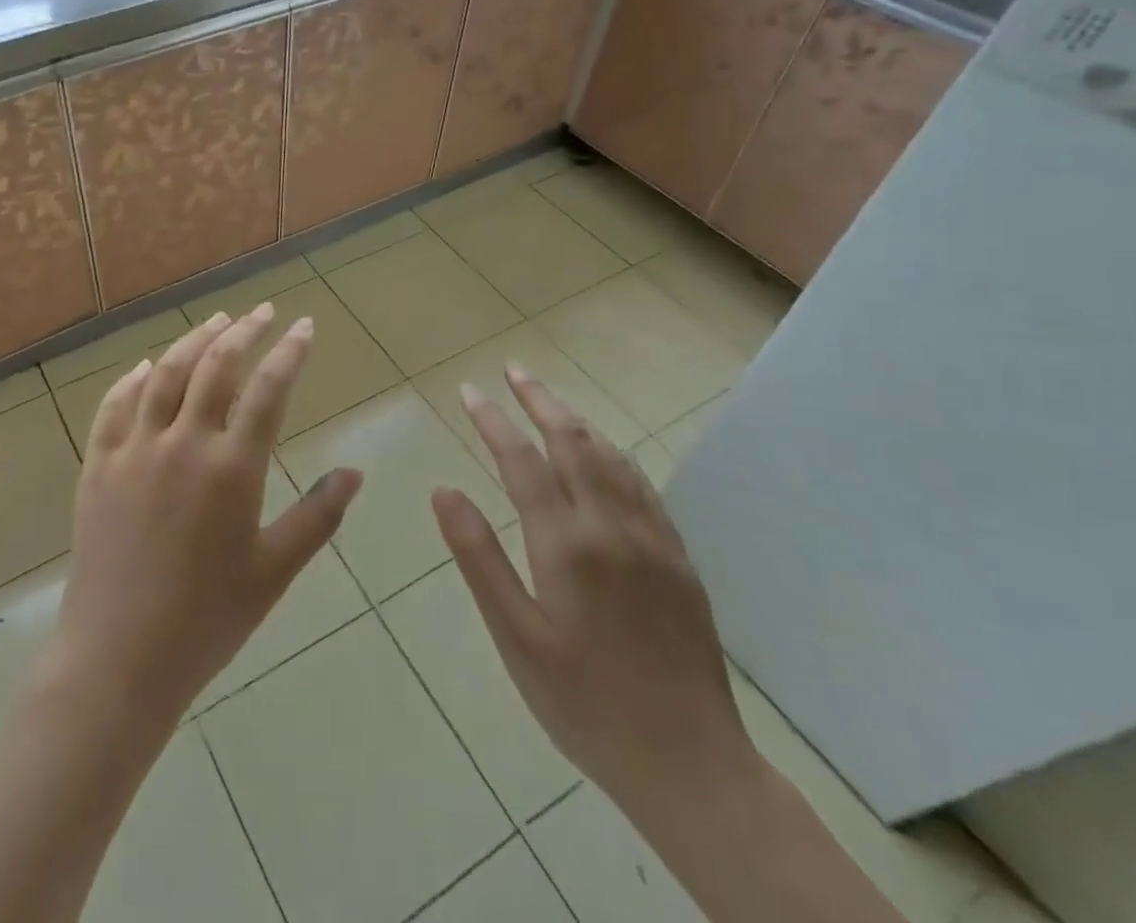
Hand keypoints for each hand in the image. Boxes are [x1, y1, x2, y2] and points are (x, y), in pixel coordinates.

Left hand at [47, 303, 363, 729]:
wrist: (119, 658)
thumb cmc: (208, 620)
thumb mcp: (274, 571)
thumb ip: (318, 516)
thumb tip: (355, 471)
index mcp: (231, 469)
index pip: (268, 390)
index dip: (289, 352)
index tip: (303, 325)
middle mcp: (182, 444)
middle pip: (215, 367)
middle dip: (244, 331)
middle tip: (263, 311)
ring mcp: (134, 450)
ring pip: (165, 374)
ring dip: (193, 340)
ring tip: (216, 322)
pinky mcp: (98, 464)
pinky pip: (115, 405)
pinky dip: (135, 378)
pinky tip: (148, 366)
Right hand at [432, 367, 754, 819]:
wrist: (691, 765)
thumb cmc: (584, 703)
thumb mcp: (515, 638)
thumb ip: (479, 558)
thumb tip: (444, 490)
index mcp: (567, 545)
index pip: (521, 461)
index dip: (493, 420)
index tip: (469, 391)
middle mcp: (612, 528)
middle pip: (572, 442)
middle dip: (539, 400)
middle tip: (513, 371)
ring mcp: (652, 540)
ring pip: (611, 457)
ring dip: (576, 419)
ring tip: (548, 398)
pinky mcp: (678, 559)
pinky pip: (642, 485)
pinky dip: (613, 453)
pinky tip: (603, 451)